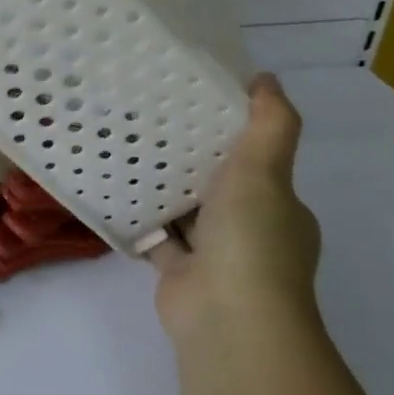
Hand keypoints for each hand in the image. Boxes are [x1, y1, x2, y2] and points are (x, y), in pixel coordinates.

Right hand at [151, 72, 320, 342]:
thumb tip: (268, 78)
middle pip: (218, 185)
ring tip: (127, 145)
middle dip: (191, 158)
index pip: (259, 163)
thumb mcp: (265, 171)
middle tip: (151, 119)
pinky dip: (140, 217)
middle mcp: (250, 230)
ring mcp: (214, 255)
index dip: (232, 134)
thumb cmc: (251, 238)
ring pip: (185, 210)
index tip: (196, 103)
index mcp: (279, 207)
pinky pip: (156, 236)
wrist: (227, 316)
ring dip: (163, 187)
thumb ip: (269, 126)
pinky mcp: (179, 272)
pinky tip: (114, 189)